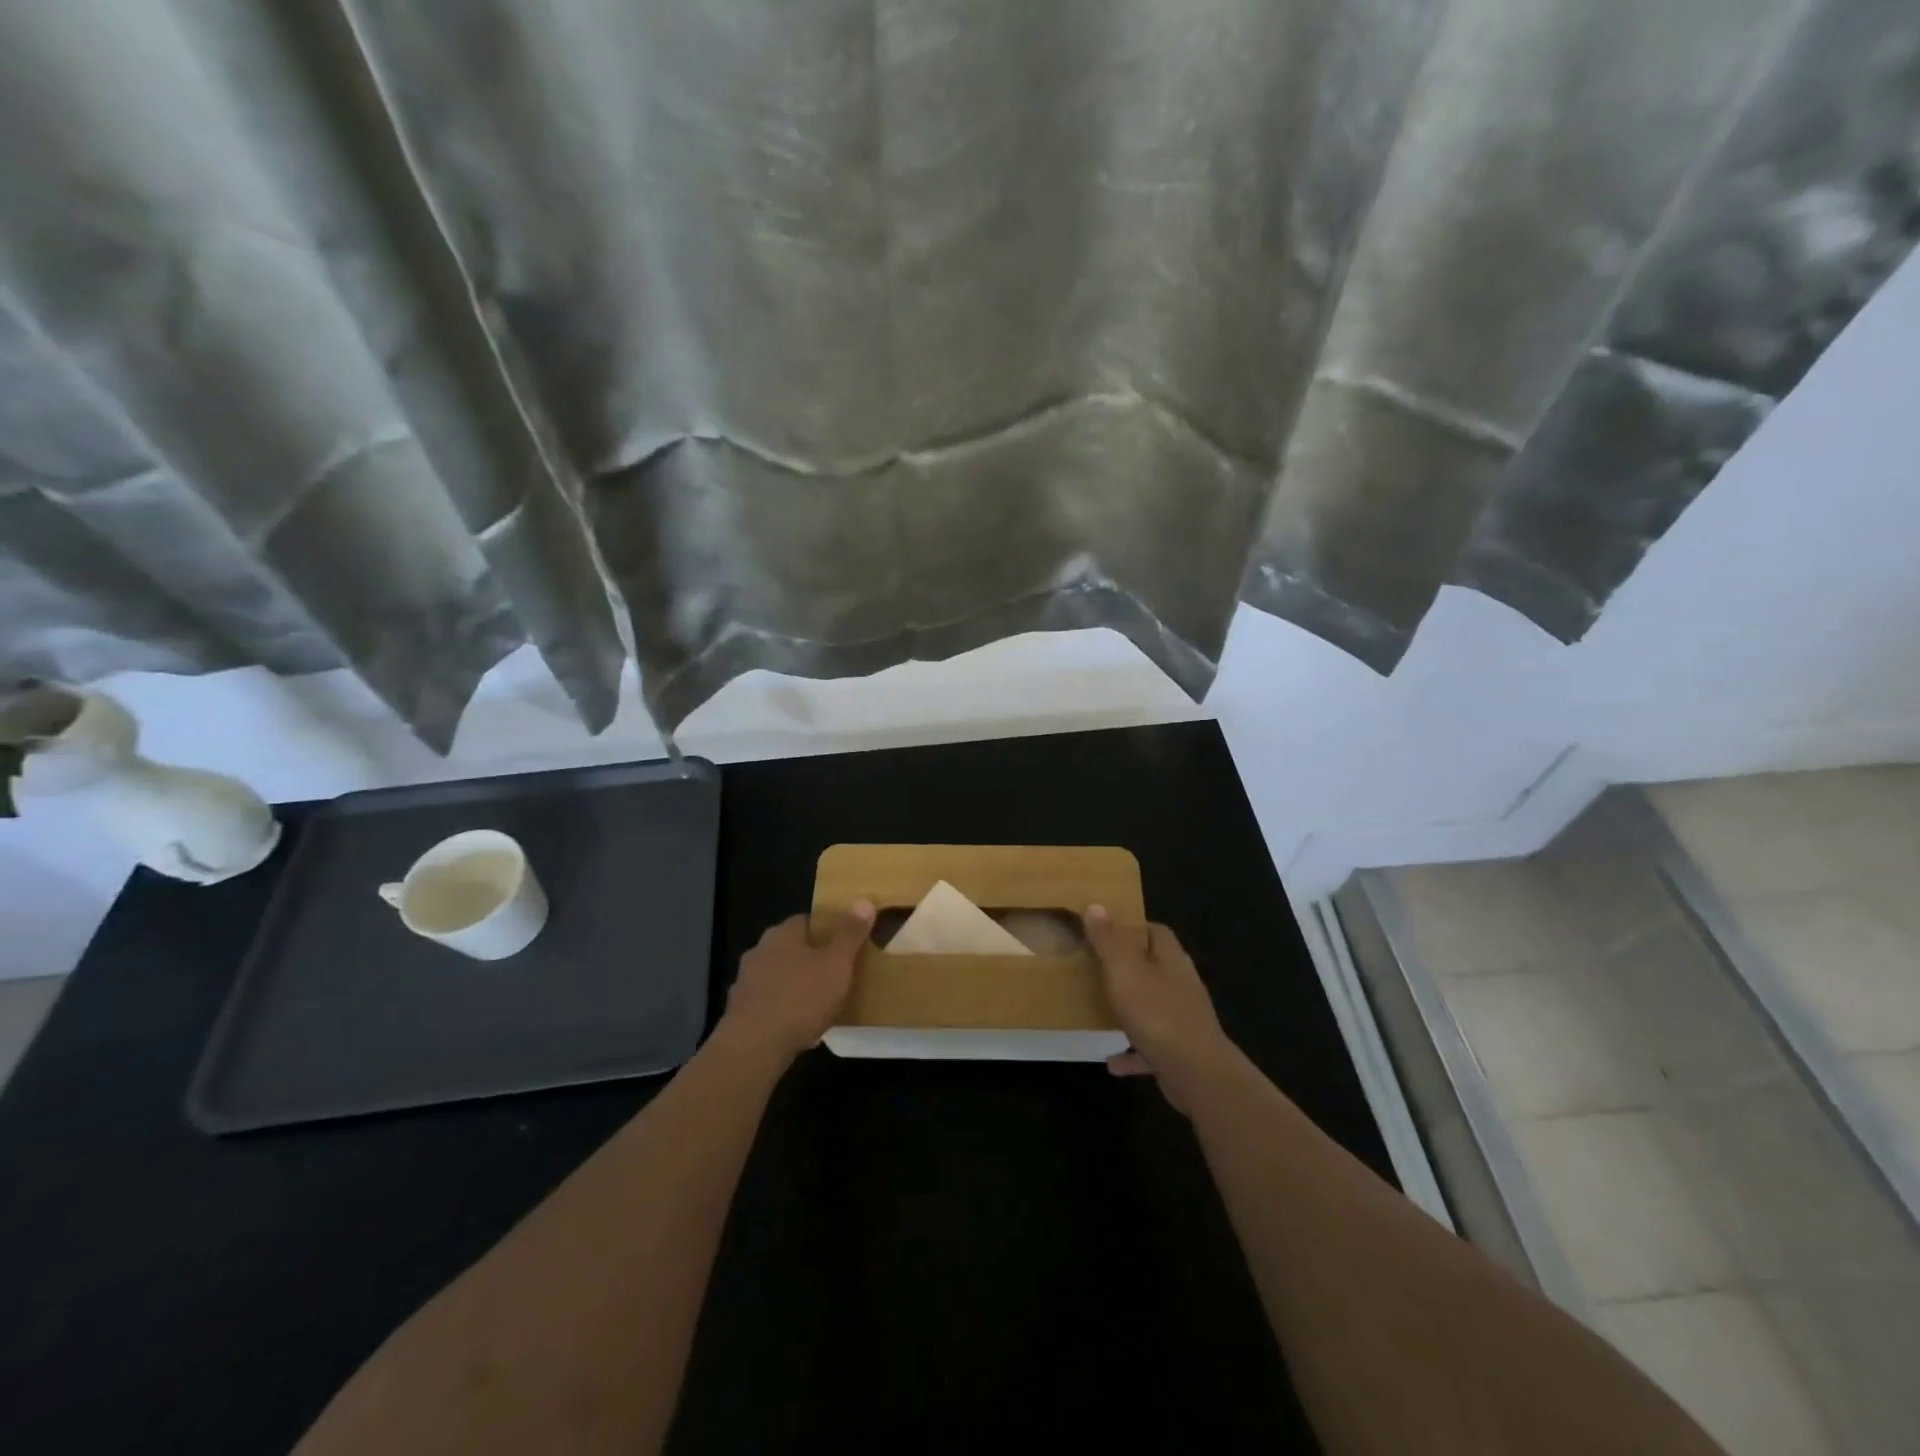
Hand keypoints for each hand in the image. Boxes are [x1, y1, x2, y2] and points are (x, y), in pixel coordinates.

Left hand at [718, 905, 874, 1061]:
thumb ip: (850, 933)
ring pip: (780, 978)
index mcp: (781, 934)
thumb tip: (864, 901)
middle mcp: (759, 952)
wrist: (754, 1047)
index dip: (828, 930)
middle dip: (812, 960)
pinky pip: (770, 1005)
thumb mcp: (837, 963)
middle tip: (837, 975)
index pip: (807, 921)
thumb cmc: (801, 997)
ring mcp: (745, 983)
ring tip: (822, 1004)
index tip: (846, 944)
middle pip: (792, 949)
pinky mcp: (740, 1013)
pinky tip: (800, 1028)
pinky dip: (784, 1012)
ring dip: (797, 987)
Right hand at [1084, 906, 1232, 1111]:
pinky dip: (1133, 1051)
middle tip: (1099, 969)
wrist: (1197, 1074)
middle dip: (1131, 967)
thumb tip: (1097, 905)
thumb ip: (1108, 940)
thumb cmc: (1157, 1014)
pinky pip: (1152, 1047)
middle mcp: (1182, 985)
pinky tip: (1112, 1061)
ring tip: (1103, 1012)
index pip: (1157, 932)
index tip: (1107, 932)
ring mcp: (1185, 1020)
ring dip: (1132, 1009)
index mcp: (1171, 960)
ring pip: (1155, 1006)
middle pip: (1156, 967)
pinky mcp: (1182, 1052)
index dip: (1134, 928)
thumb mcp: (1124, 971)